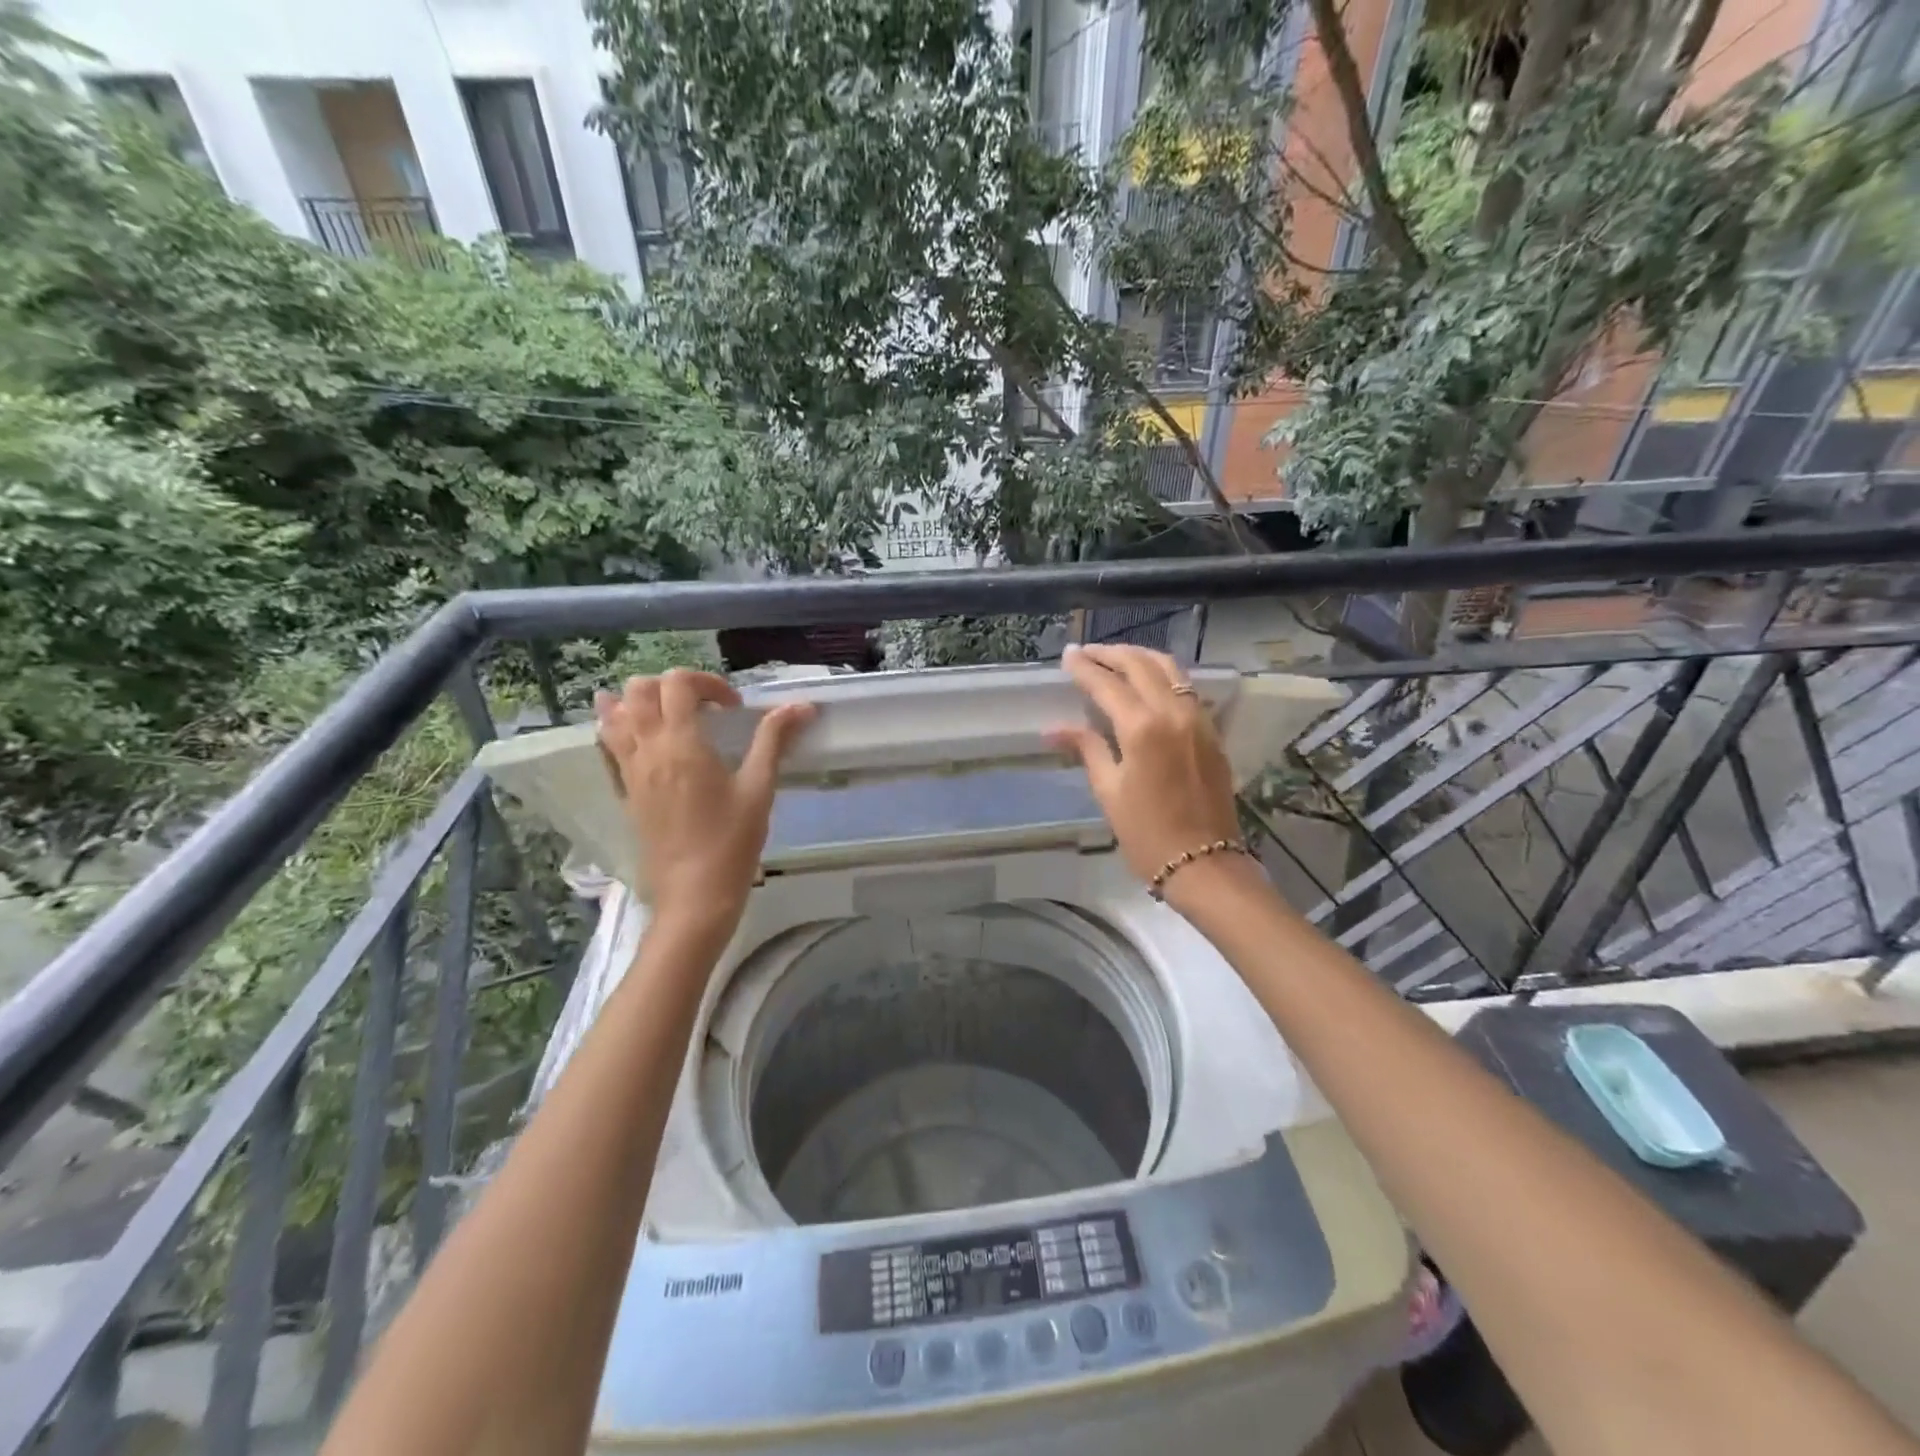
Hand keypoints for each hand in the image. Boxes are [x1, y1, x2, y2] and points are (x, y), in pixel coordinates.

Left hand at [595, 670, 814, 937]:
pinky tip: (642, 736)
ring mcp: (629, 771)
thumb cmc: (732, 842)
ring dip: (640, 701)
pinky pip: (607, 745)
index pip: (678, 683)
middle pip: (640, 689)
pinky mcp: (623, 791)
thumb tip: (802, 706)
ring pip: (614, 713)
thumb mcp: (759, 788)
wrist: (693, 894)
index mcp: (682, 744)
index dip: (708, 682)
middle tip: (704, 708)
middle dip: (673, 686)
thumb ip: (774, 740)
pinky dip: (618, 727)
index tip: (733, 708)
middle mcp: (647, 749)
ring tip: (670, 715)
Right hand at [1048, 644, 1253, 907]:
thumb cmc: (1147, 833)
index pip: (1107, 684)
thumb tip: (1054, 730)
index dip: (1084, 667)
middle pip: (1141, 665)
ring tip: (1117, 659)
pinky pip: (1186, 689)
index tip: (1068, 656)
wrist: (1204, 863)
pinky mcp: (1212, 732)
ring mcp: (1198, 719)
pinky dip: (1164, 676)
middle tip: (1087, 652)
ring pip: (1170, 670)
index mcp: (1142, 728)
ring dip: (1141, 658)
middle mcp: (1173, 713)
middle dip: (1112, 654)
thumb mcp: (1109, 791)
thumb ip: (1087, 749)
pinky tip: (1149, 684)